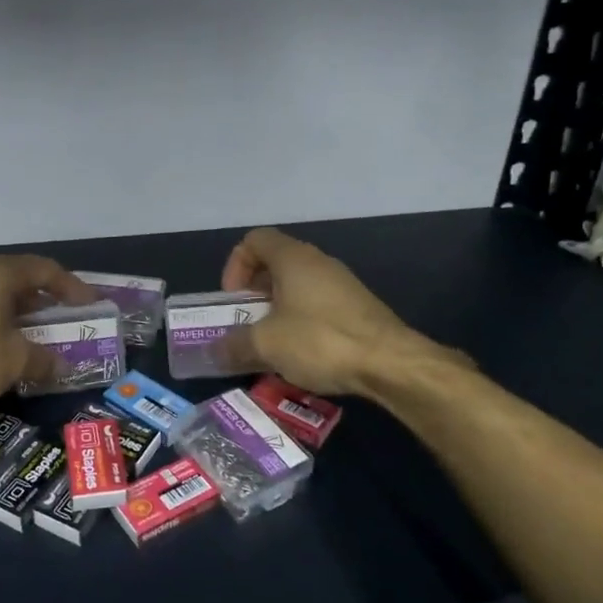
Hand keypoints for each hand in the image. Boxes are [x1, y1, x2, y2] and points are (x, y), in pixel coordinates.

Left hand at [0, 253, 95, 412]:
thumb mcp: (14, 361)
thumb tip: (62, 366)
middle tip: (64, 323)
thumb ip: (43, 359)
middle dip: (44, 303)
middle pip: (20, 281)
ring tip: (36, 339)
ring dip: (19, 316)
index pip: (46, 270)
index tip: (90, 305)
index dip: (72, 287)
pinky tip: (1, 350)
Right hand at [220, 227, 424, 395]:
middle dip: (253, 292)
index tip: (233, 299)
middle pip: (275, 263)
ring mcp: (341, 284)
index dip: (235, 264)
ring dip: (276, 310)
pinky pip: (317, 305)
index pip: (255, 240)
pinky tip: (300, 353)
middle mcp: (318, 262)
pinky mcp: (357, 307)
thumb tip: (212, 352)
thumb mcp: (266, 345)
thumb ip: (234, 345)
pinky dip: (300, 322)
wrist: (389, 362)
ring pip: (297, 286)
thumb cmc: (320, 340)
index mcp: (293, 258)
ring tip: (270, 343)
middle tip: (245, 323)